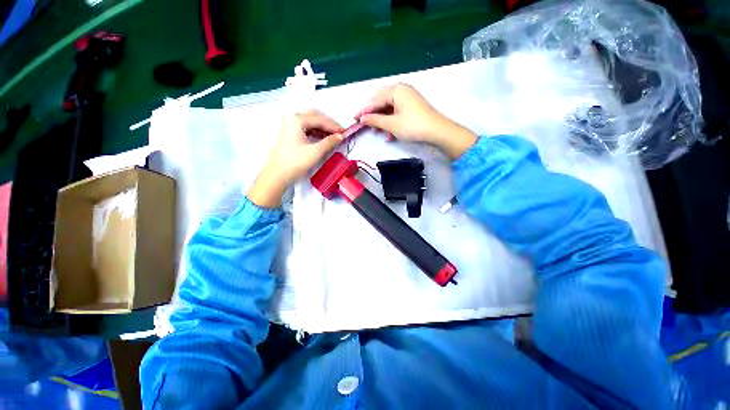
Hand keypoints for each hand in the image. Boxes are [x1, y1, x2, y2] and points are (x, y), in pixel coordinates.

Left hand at [248, 110, 344, 207]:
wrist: (278, 174)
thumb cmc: (296, 162)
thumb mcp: (316, 151)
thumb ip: (330, 141)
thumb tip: (340, 136)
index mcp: (296, 119)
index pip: (320, 119)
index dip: (334, 125)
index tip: (344, 132)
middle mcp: (291, 118)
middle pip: (314, 115)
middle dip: (328, 123)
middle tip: (339, 132)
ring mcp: (289, 124)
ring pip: (310, 121)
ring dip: (322, 127)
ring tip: (333, 135)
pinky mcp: (289, 132)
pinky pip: (305, 127)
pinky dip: (315, 131)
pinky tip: (323, 137)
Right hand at [356, 83, 476, 158]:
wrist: (437, 132)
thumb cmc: (413, 126)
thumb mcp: (391, 124)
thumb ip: (375, 120)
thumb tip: (362, 118)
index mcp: (396, 90)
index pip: (375, 100)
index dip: (364, 110)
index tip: (354, 118)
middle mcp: (402, 91)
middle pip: (382, 102)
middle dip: (373, 115)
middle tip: (365, 124)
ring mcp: (408, 99)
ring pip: (389, 109)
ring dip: (382, 121)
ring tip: (376, 132)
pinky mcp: (413, 108)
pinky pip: (397, 113)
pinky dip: (391, 123)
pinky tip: (389, 135)